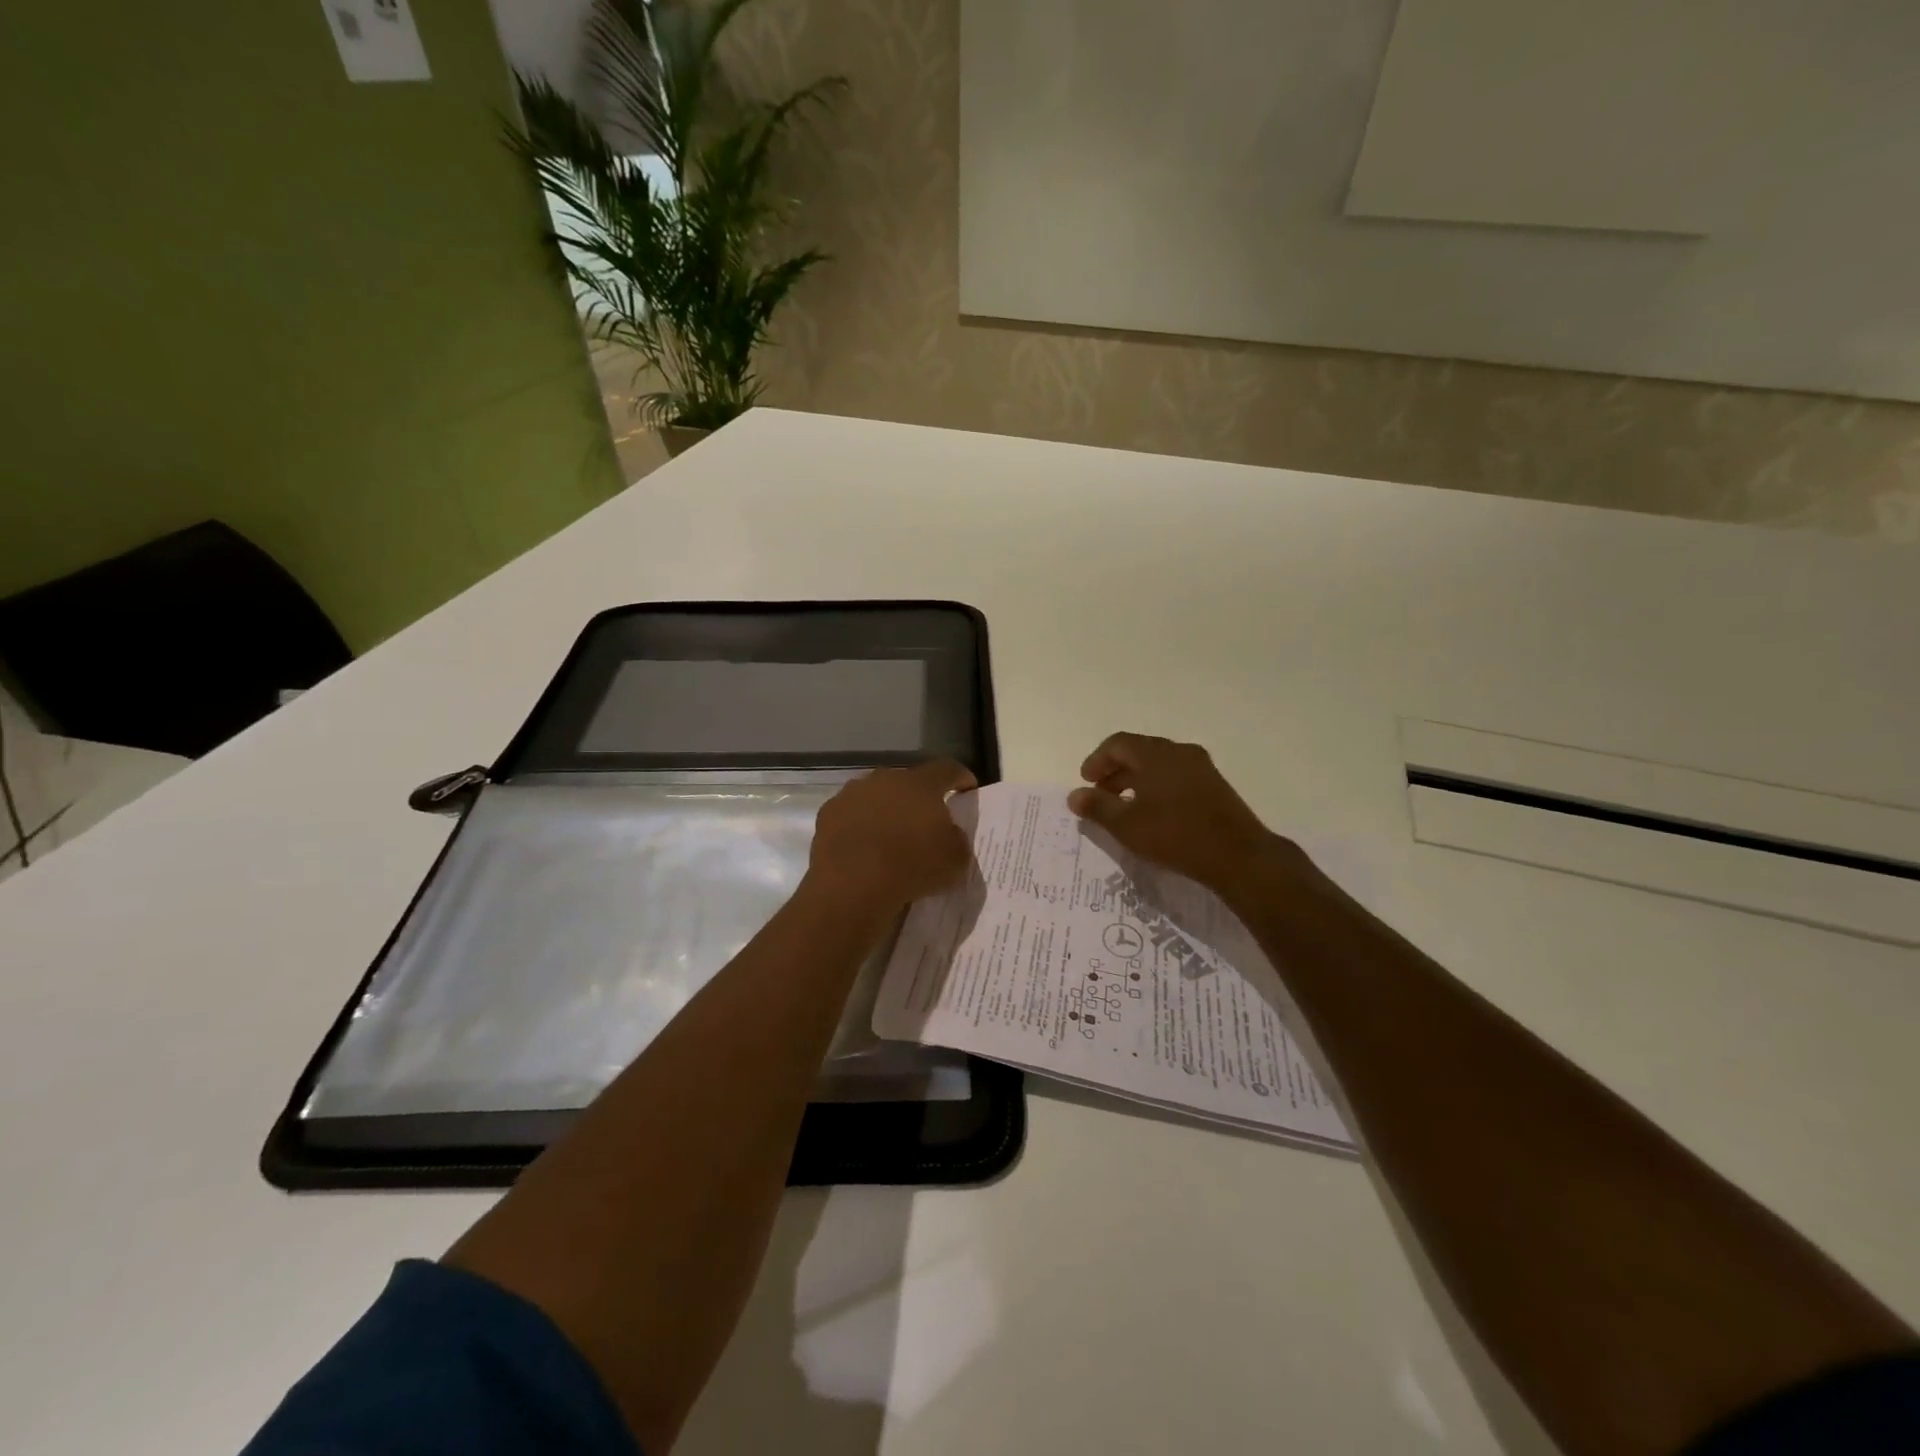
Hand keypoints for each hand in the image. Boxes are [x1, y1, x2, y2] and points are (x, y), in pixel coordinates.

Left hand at [804, 759, 976, 916]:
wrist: (852, 884)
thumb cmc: (911, 865)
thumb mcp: (954, 859)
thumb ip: (957, 839)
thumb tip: (950, 834)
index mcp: (921, 783)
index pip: (947, 769)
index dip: (960, 777)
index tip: (966, 789)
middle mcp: (886, 778)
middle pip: (908, 782)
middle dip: (918, 798)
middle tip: (925, 822)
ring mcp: (853, 793)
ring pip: (876, 796)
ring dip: (886, 811)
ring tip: (891, 838)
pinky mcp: (828, 813)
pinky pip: (851, 815)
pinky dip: (860, 827)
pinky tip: (864, 849)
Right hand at [1067, 732, 1296, 899]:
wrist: (1238, 855)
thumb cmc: (1175, 835)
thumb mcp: (1127, 825)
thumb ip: (1097, 807)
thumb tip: (1074, 795)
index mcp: (1155, 754)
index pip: (1117, 744)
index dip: (1097, 761)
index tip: (1085, 782)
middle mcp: (1179, 752)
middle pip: (1138, 751)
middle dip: (1115, 770)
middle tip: (1101, 795)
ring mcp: (1201, 767)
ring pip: (1158, 764)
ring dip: (1136, 779)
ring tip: (1125, 806)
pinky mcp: (1215, 785)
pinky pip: (1176, 775)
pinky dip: (1157, 786)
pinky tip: (1154, 812)